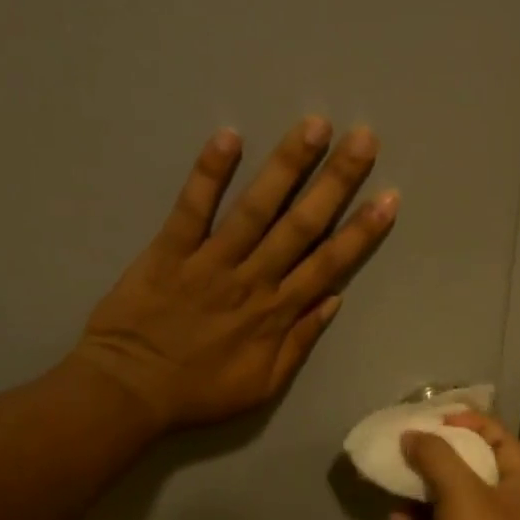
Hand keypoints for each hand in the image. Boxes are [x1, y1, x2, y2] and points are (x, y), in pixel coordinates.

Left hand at [75, 117, 396, 429]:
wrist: (130, 392)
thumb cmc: (199, 393)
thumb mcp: (262, 386)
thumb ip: (299, 343)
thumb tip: (333, 300)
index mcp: (276, 314)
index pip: (328, 264)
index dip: (361, 231)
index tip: (388, 198)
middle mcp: (252, 280)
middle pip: (301, 226)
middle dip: (335, 182)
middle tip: (363, 139)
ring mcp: (210, 262)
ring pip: (256, 209)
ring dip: (286, 166)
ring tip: (314, 126)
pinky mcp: (169, 251)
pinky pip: (192, 208)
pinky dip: (208, 174)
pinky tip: (229, 137)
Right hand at [392, 411, 519, 519]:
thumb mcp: (459, 492)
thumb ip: (435, 456)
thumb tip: (412, 436)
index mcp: (519, 484)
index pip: (499, 438)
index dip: (470, 423)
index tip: (437, 420)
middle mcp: (507, 505)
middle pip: (472, 466)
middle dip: (437, 456)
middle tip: (408, 446)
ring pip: (451, 499)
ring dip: (422, 490)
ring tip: (394, 481)